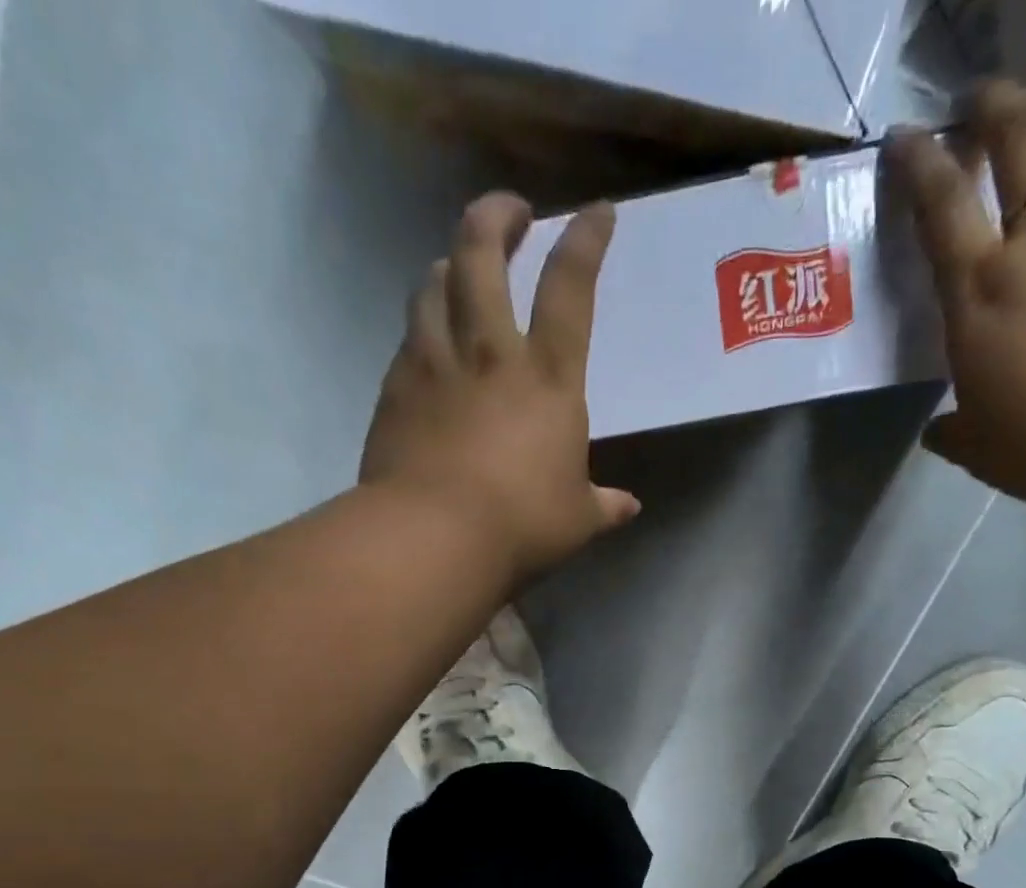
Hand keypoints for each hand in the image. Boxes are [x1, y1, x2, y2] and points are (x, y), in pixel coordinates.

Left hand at [359, 191, 638, 582]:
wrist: (434, 537)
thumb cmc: (521, 525)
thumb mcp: (576, 520)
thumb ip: (603, 505)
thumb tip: (628, 507)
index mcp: (549, 379)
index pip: (570, 288)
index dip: (586, 241)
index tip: (597, 212)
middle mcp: (490, 353)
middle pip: (484, 253)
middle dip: (497, 216)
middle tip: (511, 212)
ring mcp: (436, 363)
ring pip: (435, 283)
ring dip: (451, 262)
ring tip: (460, 267)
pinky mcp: (396, 387)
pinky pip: (409, 334)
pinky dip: (422, 322)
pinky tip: (427, 338)